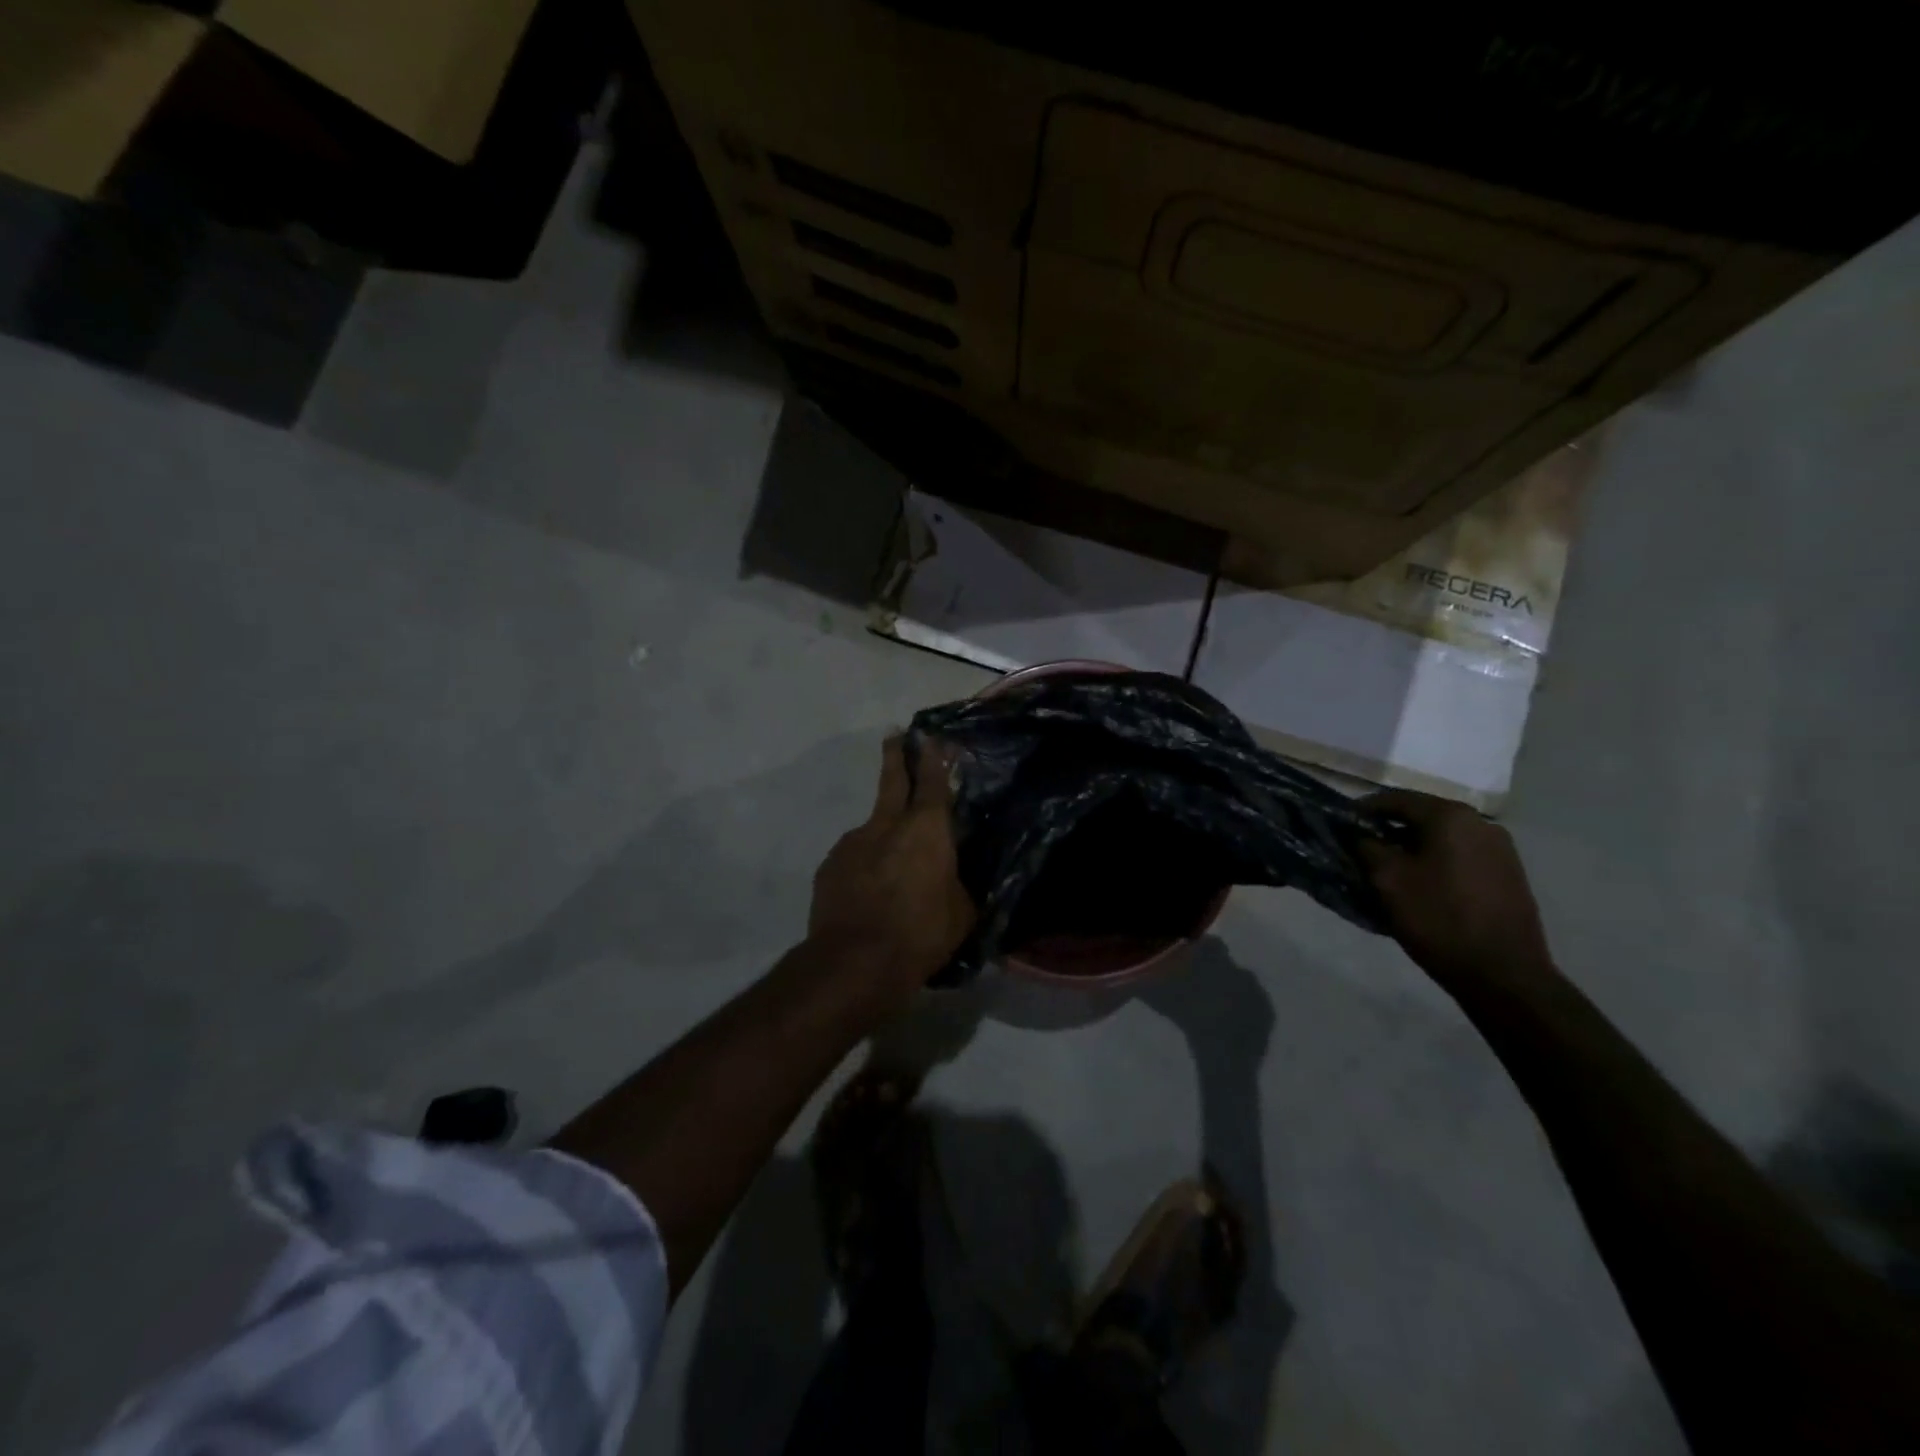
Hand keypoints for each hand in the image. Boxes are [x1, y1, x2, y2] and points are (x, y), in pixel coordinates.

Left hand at [809, 736, 975, 1008]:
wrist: (854, 962)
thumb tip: (953, 878)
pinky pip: (853, 859)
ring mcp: (853, 843)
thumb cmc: (921, 934)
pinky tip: (869, 893)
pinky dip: (864, 867)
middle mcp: (886, 825)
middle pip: (891, 780)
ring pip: (872, 828)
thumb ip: (958, 885)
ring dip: (882, 835)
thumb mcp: (962, 913)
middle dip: (895, 756)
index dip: (933, 758)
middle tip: (894, 736)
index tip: (929, 736)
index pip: (932, 782)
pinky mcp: (829, 867)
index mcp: (927, 829)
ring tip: (892, 868)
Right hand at [1360, 789, 1555, 995]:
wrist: (1503, 973)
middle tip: (1362, 850)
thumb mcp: (1387, 879)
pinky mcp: (1509, 874)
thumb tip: (1359, 835)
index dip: (1363, 810)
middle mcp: (1480, 823)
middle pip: (1422, 816)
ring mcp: (1500, 849)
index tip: (1341, 825)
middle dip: (1389, 830)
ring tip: (1390, 871)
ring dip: (1413, 847)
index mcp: (1450, 817)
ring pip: (1443, 838)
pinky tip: (1423, 886)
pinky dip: (1436, 862)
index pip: (1395, 799)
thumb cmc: (1438, 918)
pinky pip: (1461, 856)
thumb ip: (1367, 847)